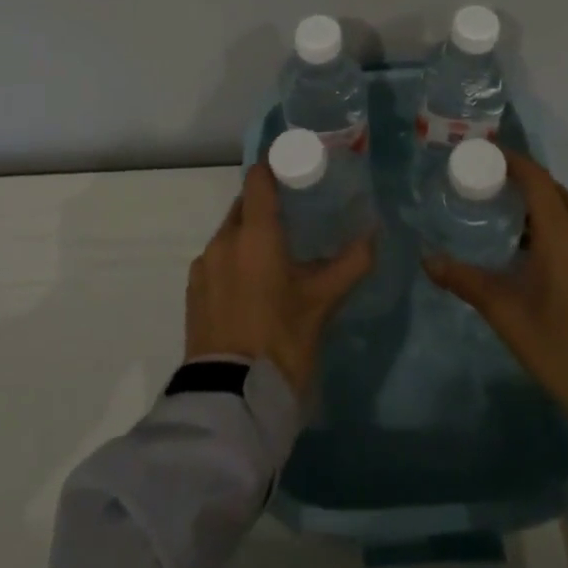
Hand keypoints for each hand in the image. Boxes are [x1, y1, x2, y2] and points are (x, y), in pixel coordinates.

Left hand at [185, 162, 376, 397]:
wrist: (230, 399)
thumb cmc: (281, 340)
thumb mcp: (322, 302)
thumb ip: (350, 263)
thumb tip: (374, 233)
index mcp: (254, 234)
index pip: (258, 179)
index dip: (275, 167)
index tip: (295, 169)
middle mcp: (223, 240)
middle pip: (244, 205)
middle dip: (266, 204)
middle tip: (296, 215)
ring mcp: (203, 267)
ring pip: (229, 234)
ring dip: (250, 235)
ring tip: (277, 254)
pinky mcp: (193, 292)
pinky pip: (217, 260)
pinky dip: (234, 260)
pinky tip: (253, 284)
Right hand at [424, 151, 567, 419]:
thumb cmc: (562, 349)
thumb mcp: (507, 314)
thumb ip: (466, 281)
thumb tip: (427, 259)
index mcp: (565, 234)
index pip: (536, 178)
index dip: (509, 161)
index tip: (480, 156)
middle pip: (553, 191)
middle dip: (521, 183)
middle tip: (485, 188)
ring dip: (540, 207)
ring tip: (504, 219)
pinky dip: (557, 226)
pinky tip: (536, 251)